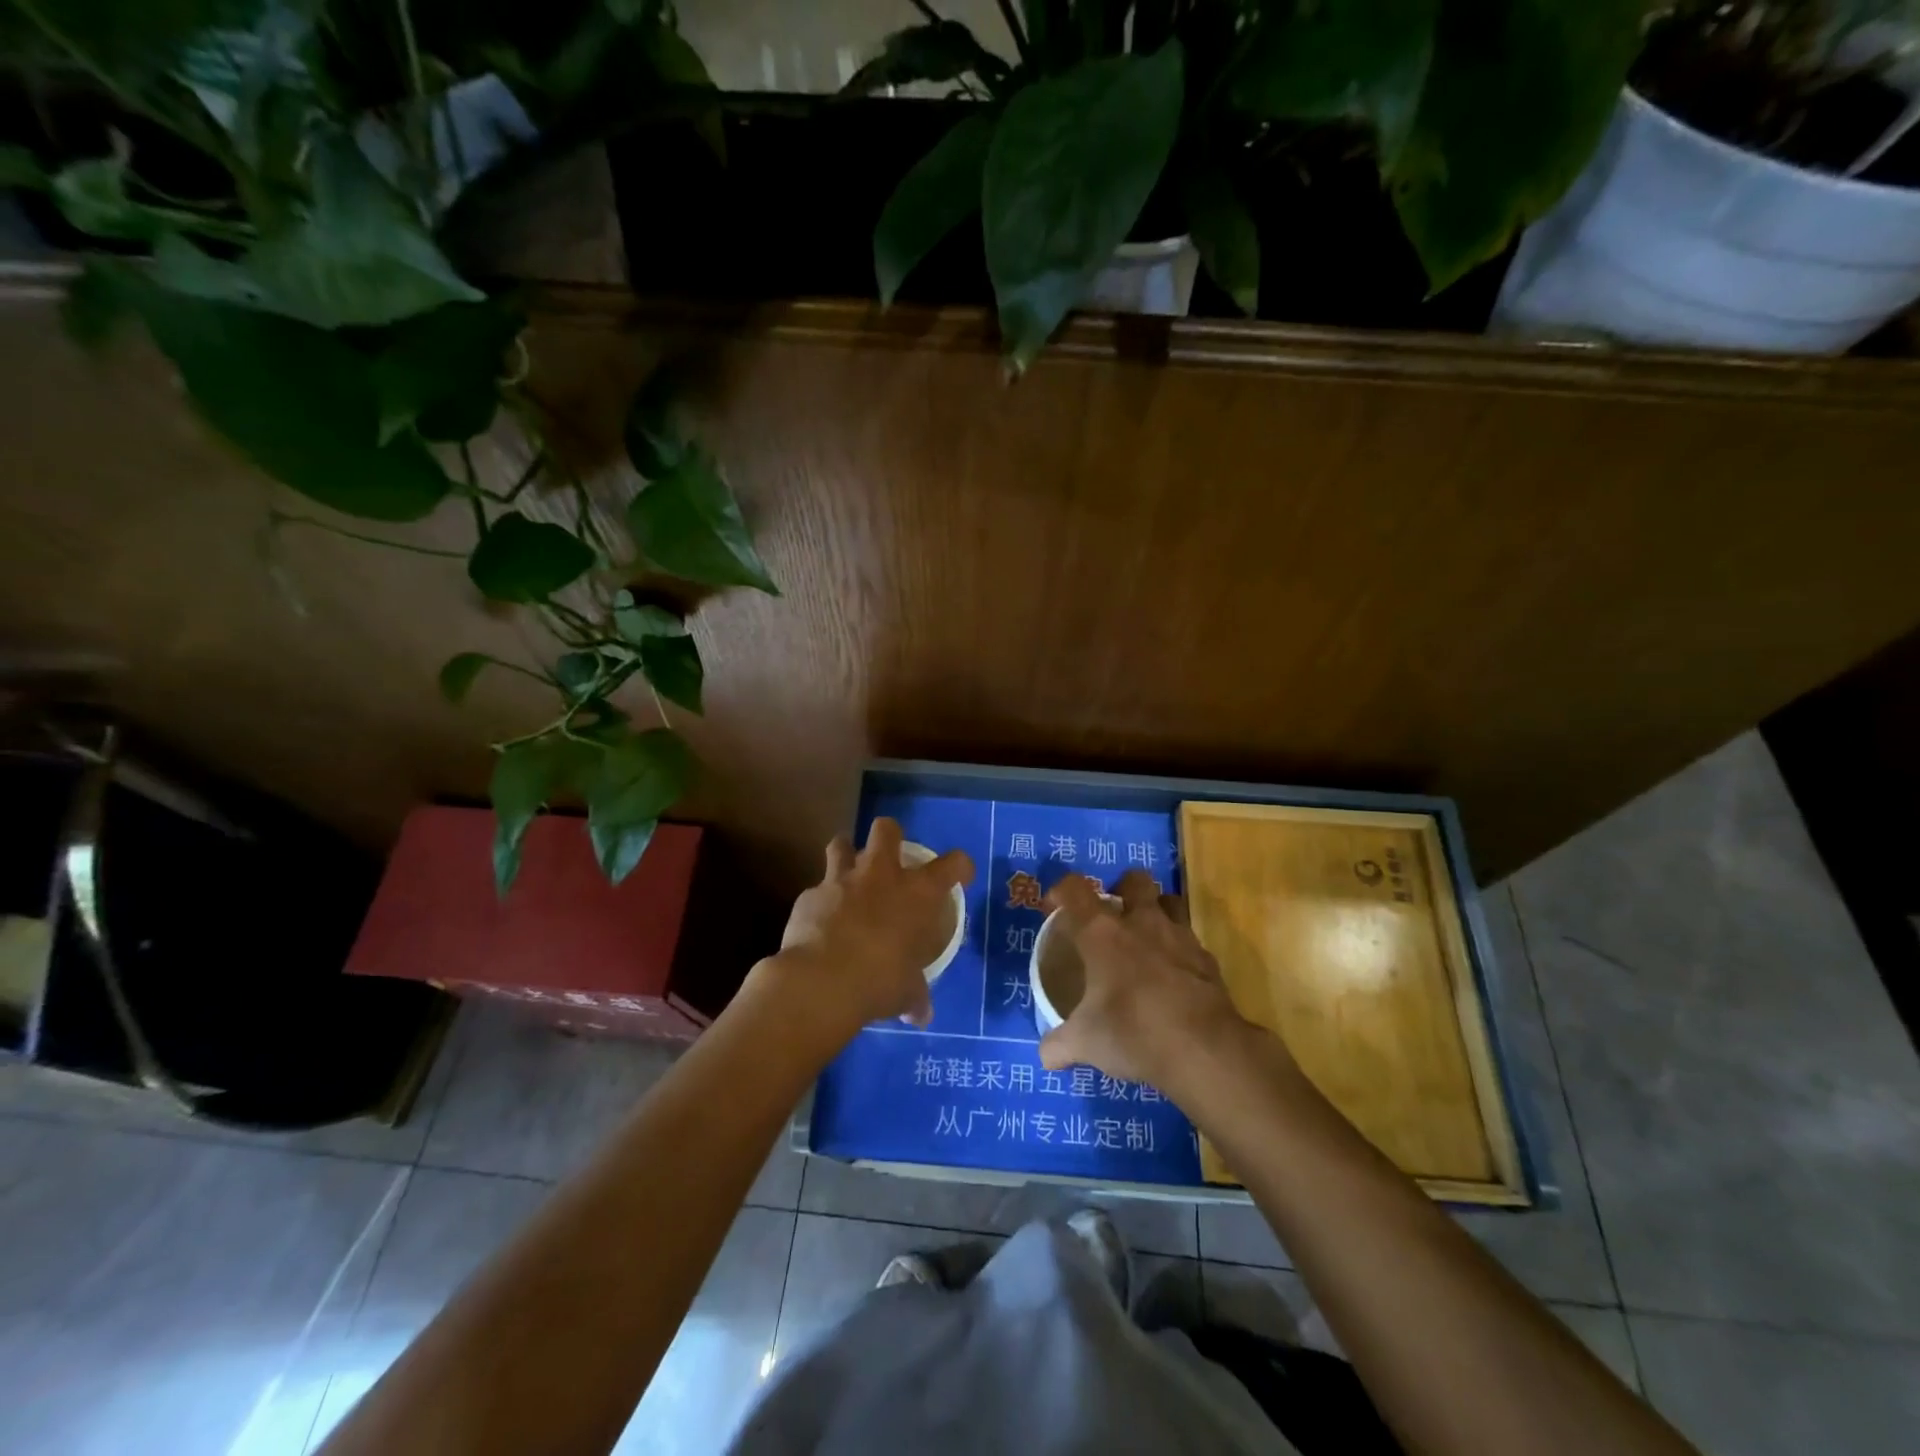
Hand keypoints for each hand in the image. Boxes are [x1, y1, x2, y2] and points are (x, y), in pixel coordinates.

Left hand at [767, 817, 973, 1038]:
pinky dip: (820, 900)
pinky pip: (816, 889)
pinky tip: (820, 920)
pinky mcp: (808, 895)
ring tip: (847, 873)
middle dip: (889, 835)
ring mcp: (840, 880)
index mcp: (917, 893)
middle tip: (889, 856)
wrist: (821, 982)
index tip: (961, 874)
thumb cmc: (879, 982)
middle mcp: (880, 875)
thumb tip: (921, 1014)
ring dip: (846, 854)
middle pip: (886, 829)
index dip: (960, 865)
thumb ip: (914, 995)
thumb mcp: (905, 992)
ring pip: (841, 843)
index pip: (953, 864)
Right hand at [1039, 869, 1253, 1090]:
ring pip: (1170, 902)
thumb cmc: (1132, 1032)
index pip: (1075, 890)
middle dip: (1123, 888)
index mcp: (1102, 933)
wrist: (1202, 1049)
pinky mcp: (1208, 959)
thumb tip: (1045, 1056)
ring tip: (1146, 938)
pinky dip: (1180, 951)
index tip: (1055, 907)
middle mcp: (1141, 923)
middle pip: (1134, 880)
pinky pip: (1190, 941)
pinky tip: (1173, 977)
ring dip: (1157, 911)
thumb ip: (1059, 1045)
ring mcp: (1179, 937)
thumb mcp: (1085, 1043)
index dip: (1062, 891)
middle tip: (1113, 915)